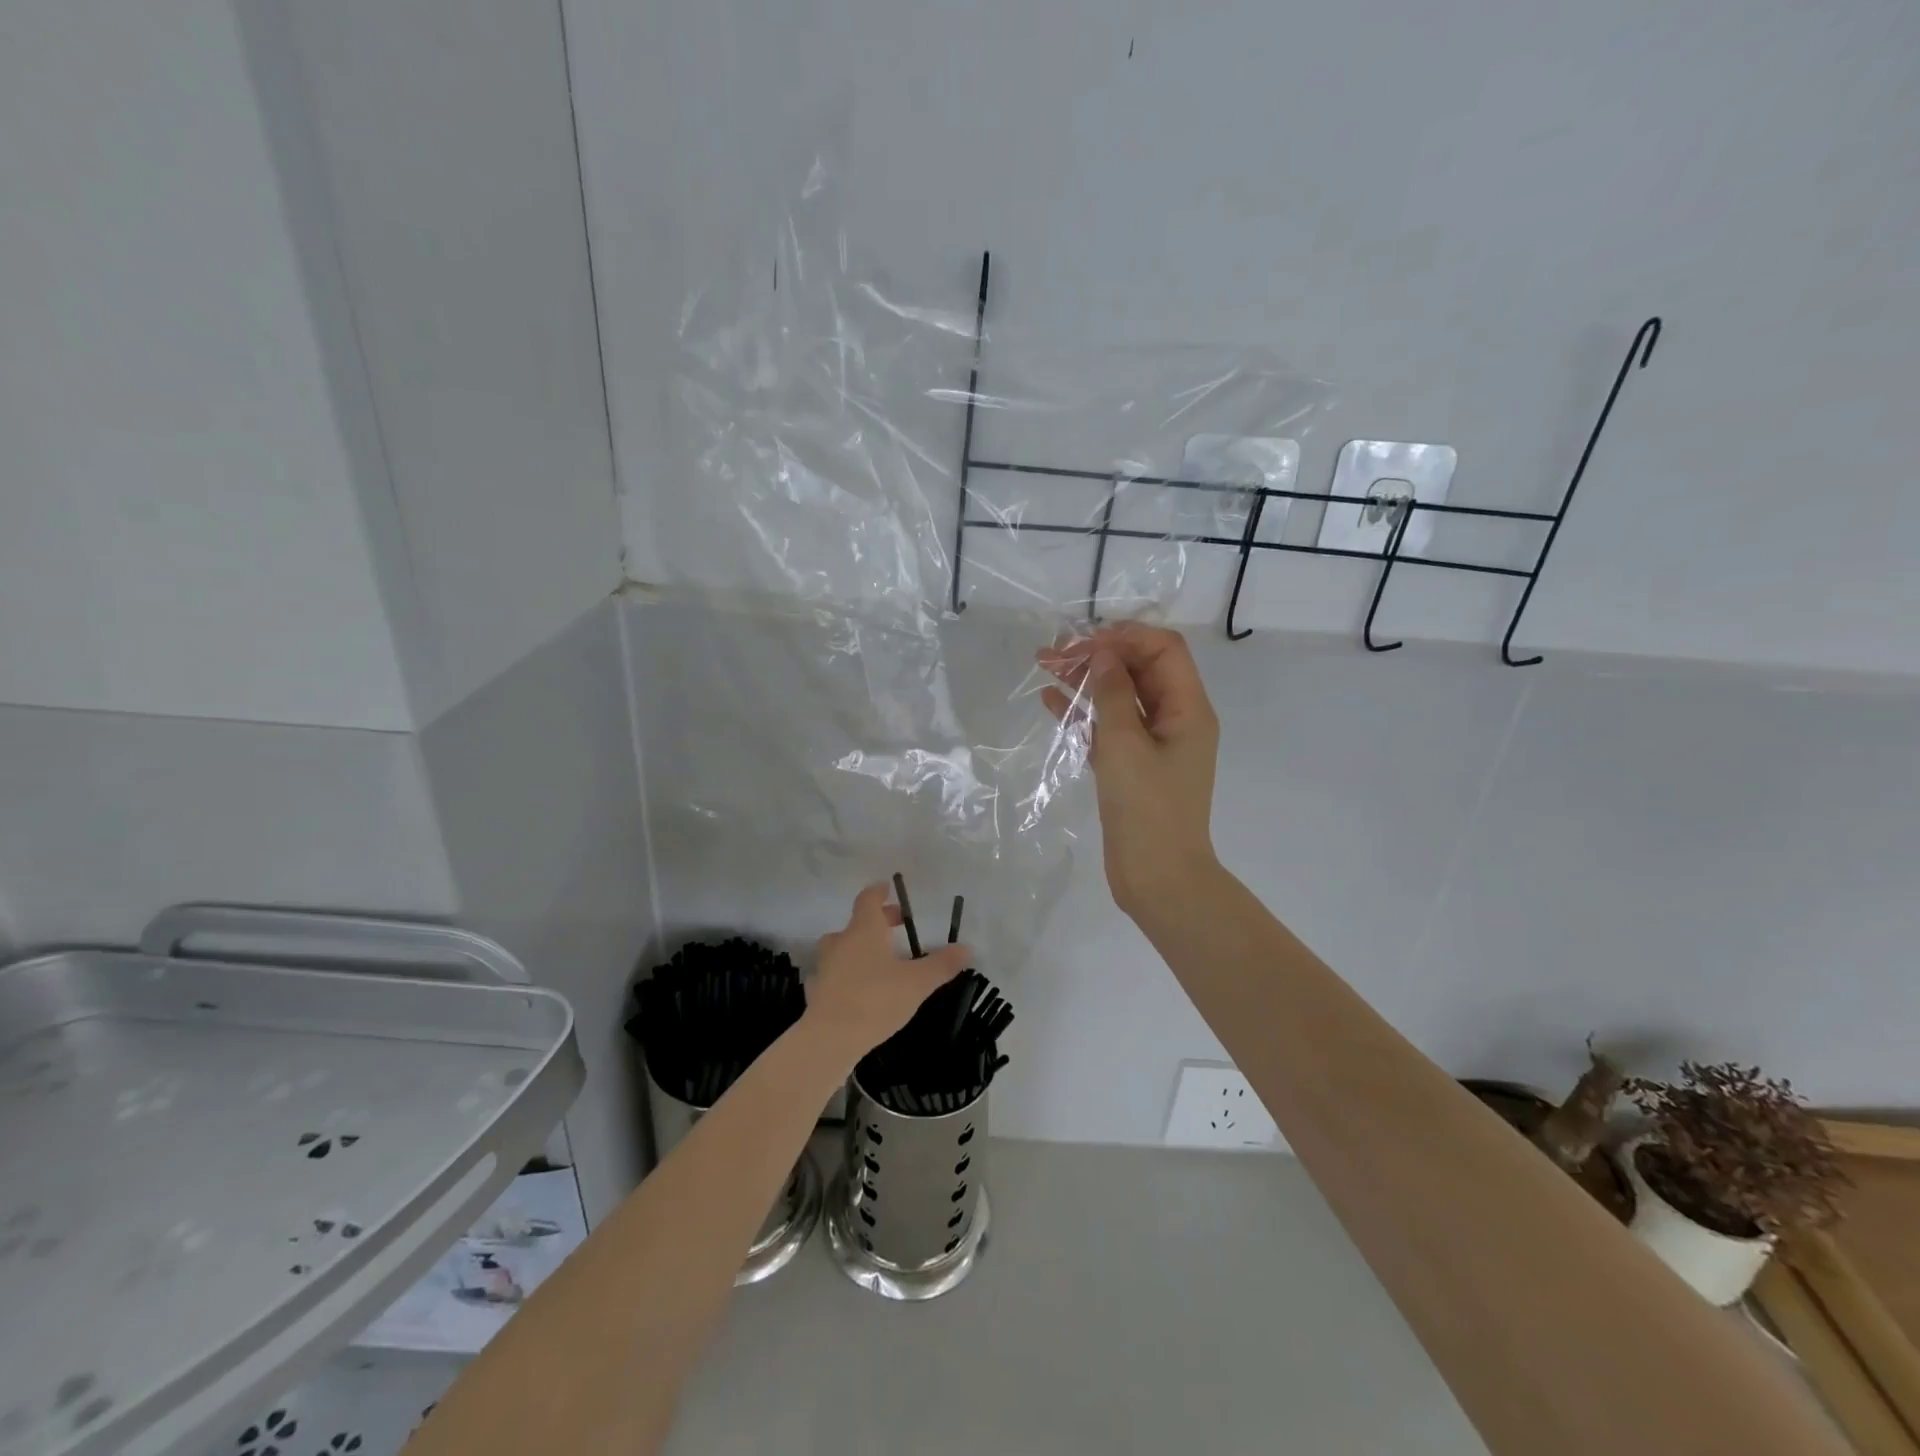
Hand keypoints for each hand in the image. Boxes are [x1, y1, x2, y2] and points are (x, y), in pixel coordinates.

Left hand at [805, 884, 971, 1061]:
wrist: (829, 1039)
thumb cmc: (875, 1000)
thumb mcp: (917, 983)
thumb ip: (941, 964)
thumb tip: (966, 948)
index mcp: (864, 931)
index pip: (868, 900)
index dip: (879, 892)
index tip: (888, 888)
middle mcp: (841, 942)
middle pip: (857, 923)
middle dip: (877, 922)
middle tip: (896, 927)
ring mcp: (824, 967)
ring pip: (842, 948)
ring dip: (859, 948)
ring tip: (879, 961)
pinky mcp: (816, 992)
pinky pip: (832, 974)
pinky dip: (844, 974)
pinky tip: (855, 989)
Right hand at [1040, 622, 1222, 918]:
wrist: (1158, 878)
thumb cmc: (1147, 809)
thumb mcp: (1126, 744)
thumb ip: (1112, 694)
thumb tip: (1104, 653)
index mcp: (1188, 709)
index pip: (1164, 650)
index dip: (1127, 636)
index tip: (1086, 641)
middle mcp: (1175, 720)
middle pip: (1139, 670)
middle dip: (1100, 655)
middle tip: (1054, 652)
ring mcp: (1153, 744)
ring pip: (1119, 698)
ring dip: (1087, 680)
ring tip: (1045, 667)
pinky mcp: (1131, 767)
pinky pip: (1108, 728)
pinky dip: (1083, 713)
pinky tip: (1050, 701)